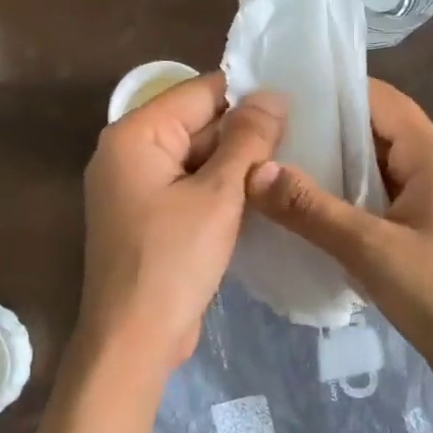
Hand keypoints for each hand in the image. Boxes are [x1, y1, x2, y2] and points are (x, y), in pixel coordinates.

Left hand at [78, 72, 284, 379]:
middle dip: (245, 131)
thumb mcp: (218, 195)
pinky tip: (261, 194)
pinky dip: (221, 188)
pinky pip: (190, 187)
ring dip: (237, 162)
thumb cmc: (173, 261)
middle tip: (303, 136)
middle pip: (196, 123)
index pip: (199, 92)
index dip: (247, 94)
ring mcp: (136, 188)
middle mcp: (128, 153)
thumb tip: (272, 95)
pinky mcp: (149, 217)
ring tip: (291, 161)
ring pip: (197, 157)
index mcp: (135, 135)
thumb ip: (247, 140)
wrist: (134, 339)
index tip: (296, 101)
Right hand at [246, 79, 432, 403]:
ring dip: (338, 167)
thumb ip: (310, 208)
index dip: (332, 91)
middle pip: (378, 130)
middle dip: (326, 130)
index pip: (379, 99)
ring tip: (280, 169)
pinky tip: (316, 212)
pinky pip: (388, 197)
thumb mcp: (370, 250)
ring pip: (381, 166)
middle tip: (268, 135)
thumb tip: (255, 170)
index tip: (280, 95)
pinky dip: (354, 196)